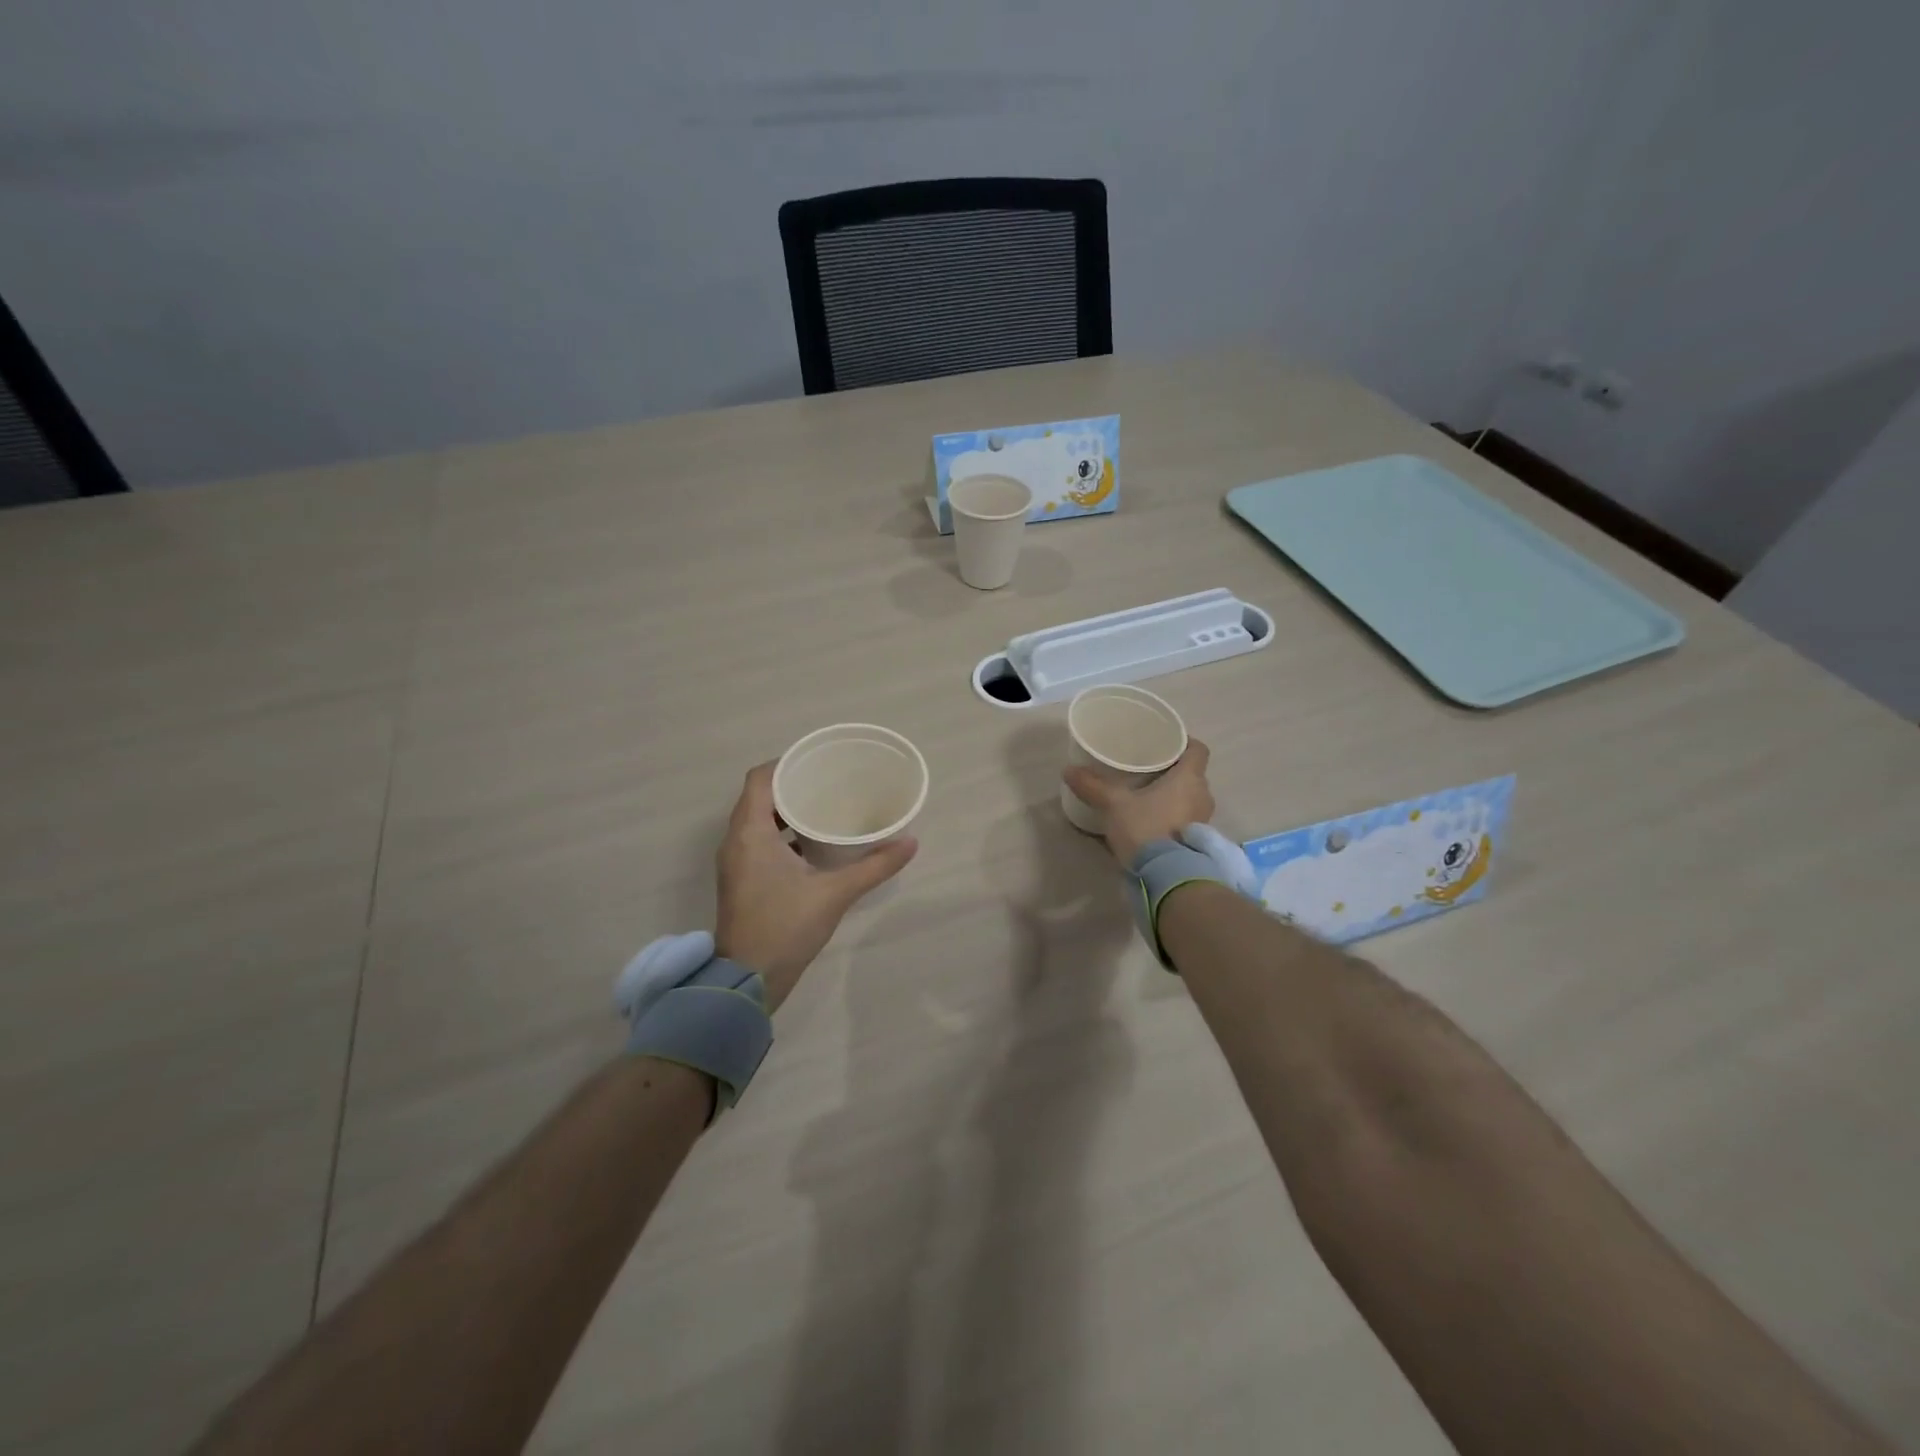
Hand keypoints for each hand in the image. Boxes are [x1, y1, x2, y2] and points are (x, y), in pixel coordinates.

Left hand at [714, 763, 916, 1009]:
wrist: (748, 981)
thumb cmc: (785, 927)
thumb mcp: (835, 893)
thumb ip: (874, 866)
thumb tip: (911, 842)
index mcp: (750, 833)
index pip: (760, 779)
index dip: (787, 763)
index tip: (818, 762)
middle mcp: (736, 841)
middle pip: (760, 796)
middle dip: (793, 785)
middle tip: (830, 782)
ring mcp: (736, 862)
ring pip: (759, 820)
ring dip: (788, 811)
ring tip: (825, 807)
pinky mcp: (742, 879)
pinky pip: (759, 841)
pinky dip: (783, 834)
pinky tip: (814, 844)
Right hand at [1063, 738, 1213, 866]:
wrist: (1166, 876)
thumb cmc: (1146, 828)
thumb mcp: (1114, 804)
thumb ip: (1092, 786)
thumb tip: (1068, 770)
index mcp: (1189, 778)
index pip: (1198, 749)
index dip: (1184, 742)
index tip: (1164, 742)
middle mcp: (1203, 795)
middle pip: (1193, 773)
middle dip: (1173, 769)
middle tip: (1148, 767)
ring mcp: (1203, 820)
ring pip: (1190, 796)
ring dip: (1174, 794)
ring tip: (1147, 793)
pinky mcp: (1197, 841)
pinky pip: (1187, 817)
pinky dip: (1174, 814)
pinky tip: (1152, 819)